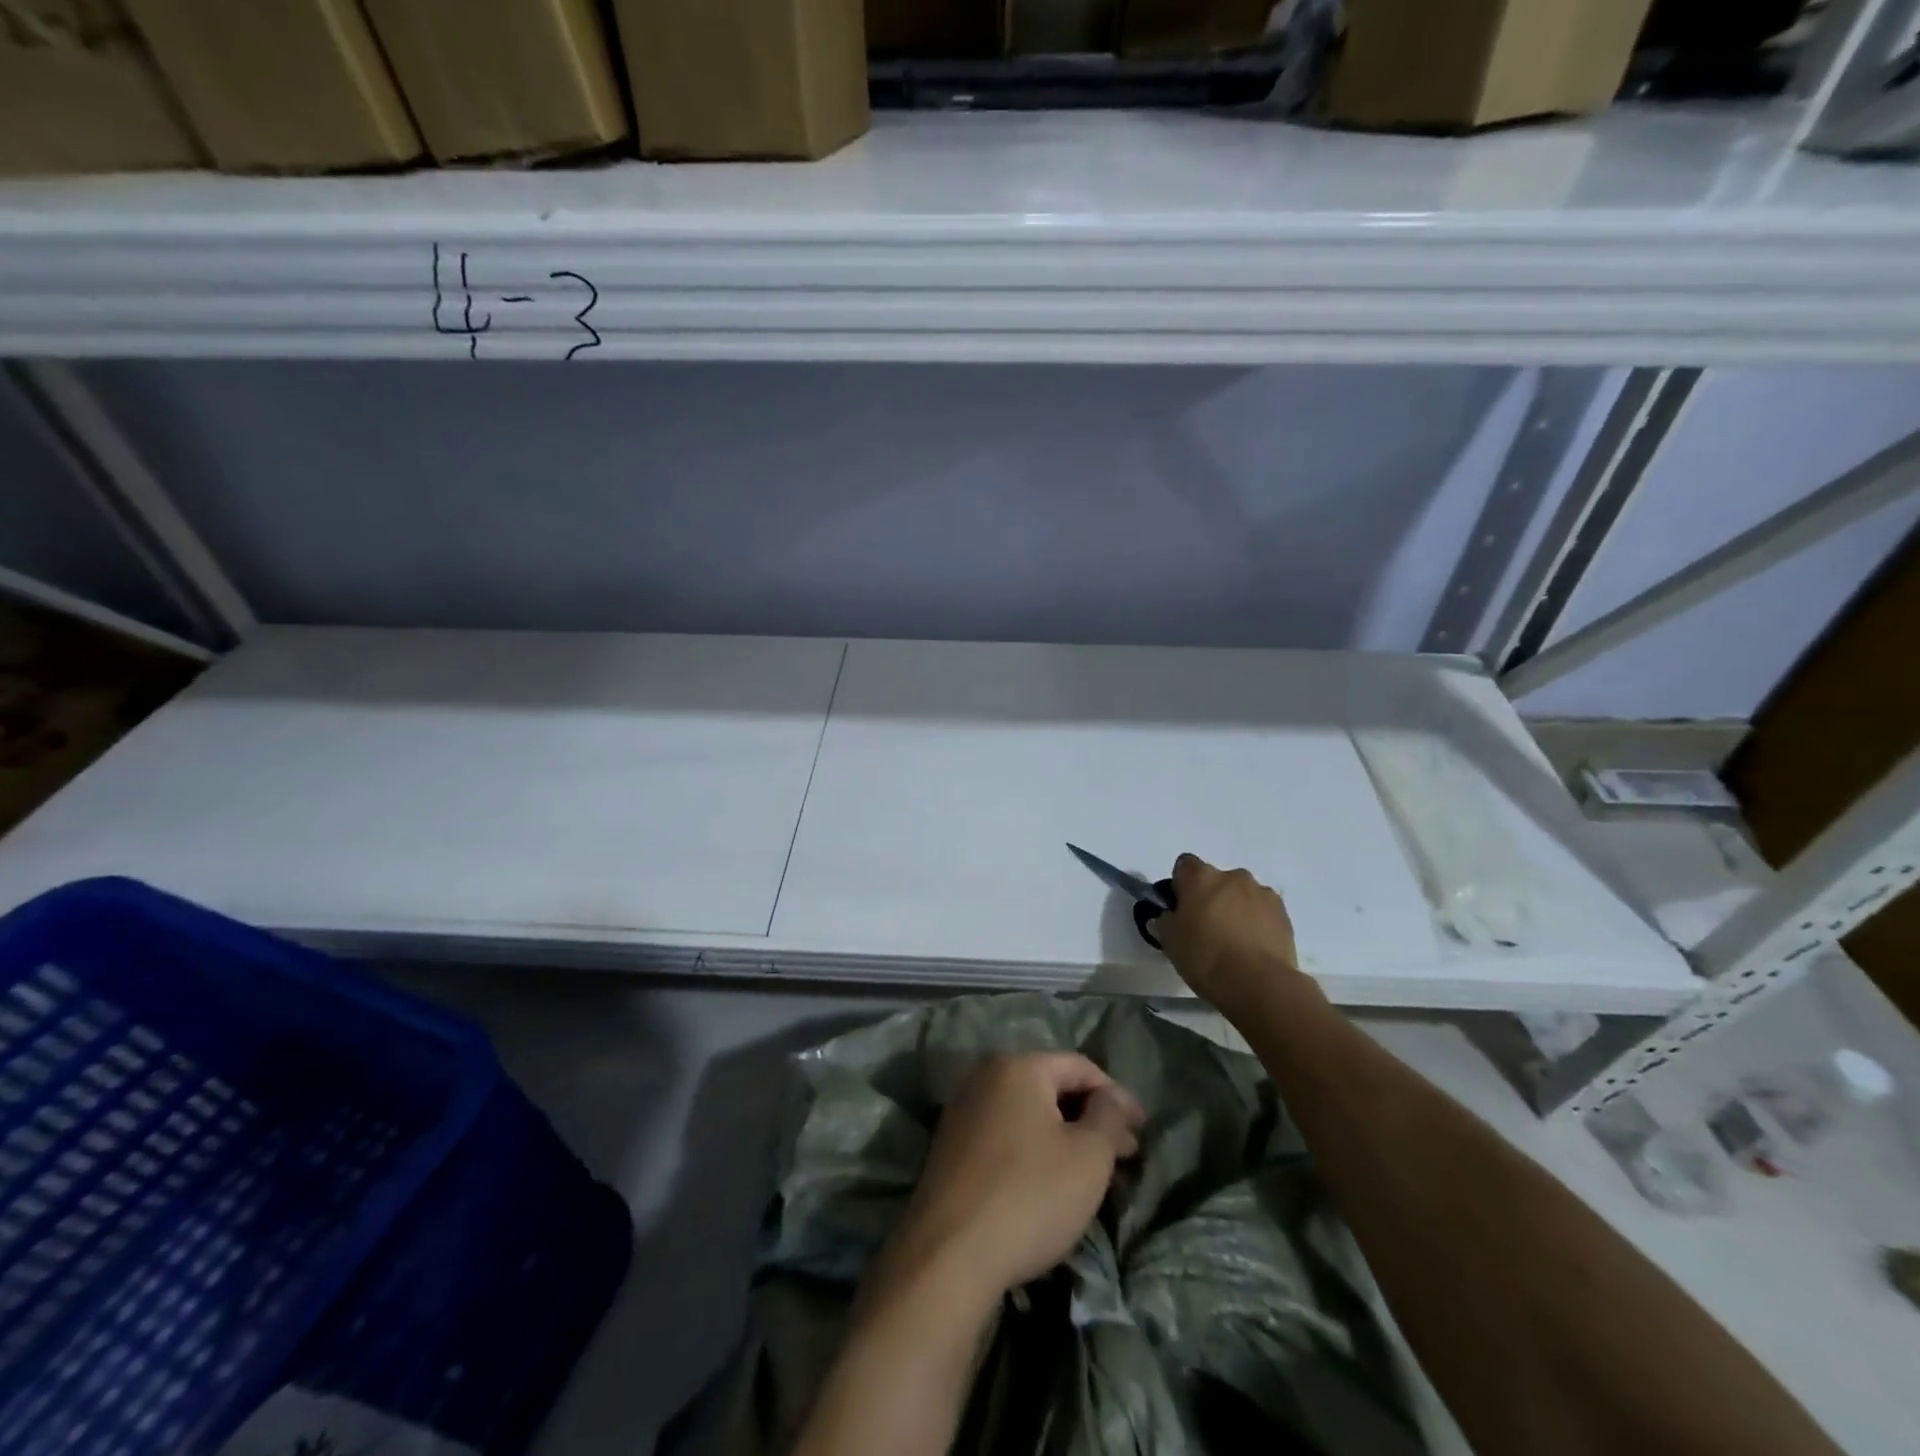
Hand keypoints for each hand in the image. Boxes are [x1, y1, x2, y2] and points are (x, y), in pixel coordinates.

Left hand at [882, 1053, 1143, 1299]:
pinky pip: (1005, 1134)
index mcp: (1018, 1066)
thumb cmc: (1030, 1195)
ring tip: (1094, 1174)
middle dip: (1092, 1118)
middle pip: (1051, 1087)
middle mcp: (985, 1076)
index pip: (1080, 1066)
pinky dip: (1034, 1149)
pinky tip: (1051, 1183)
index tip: (1142, 1130)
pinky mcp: (950, 1146)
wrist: (949, 1255)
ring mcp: (962, 1111)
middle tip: (1125, 1156)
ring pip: (1028, 1113)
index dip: (1117, 1096)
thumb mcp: (1088, 1156)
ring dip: (1064, 1136)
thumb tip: (1110, 1098)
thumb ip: (1108, 1117)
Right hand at [1152, 853, 1308, 1025]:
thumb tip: (1168, 917)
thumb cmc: (1205, 957)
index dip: (1181, 885)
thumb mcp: (1169, 941)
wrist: (1259, 984)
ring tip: (1234, 942)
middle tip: (1206, 929)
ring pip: (1241, 895)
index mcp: (1201, 877)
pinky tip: (1252, 948)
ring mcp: (1262, 893)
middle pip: (1216, 880)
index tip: (1181, 909)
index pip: (1184, 865)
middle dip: (1211, 898)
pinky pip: (1263, 911)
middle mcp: (1233, 876)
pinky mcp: (1283, 914)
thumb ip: (1165, 921)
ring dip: (1236, 909)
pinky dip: (1257, 922)